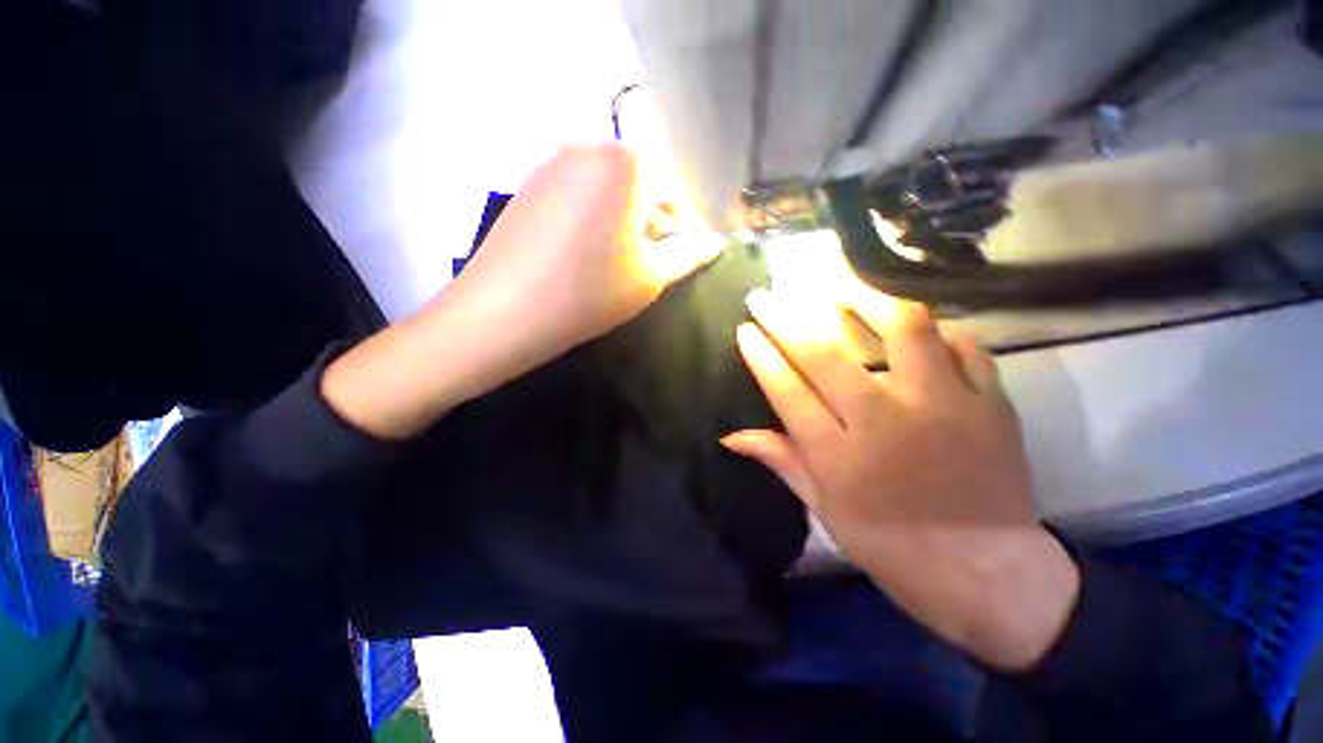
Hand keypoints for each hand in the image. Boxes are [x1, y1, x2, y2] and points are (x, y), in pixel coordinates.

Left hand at [323, 143, 721, 438]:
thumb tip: (716, 242)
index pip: (674, 184)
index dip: (679, 223)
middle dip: (650, 217)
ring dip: (620, 217)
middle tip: (643, 260)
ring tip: (610, 260)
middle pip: (639, 180)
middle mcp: (587, 146)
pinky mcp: (528, 183)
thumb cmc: (590, 293)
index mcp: (625, 162)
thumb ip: (688, 254)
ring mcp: (551, 162)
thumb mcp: (650, 277)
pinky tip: (579, 253)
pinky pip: (576, 192)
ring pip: (607, 186)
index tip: (671, 256)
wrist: (504, 312)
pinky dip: (589, 216)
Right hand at [723, 290, 1078, 670]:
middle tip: (764, 296)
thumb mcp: (825, 509)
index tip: (745, 328)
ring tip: (842, 291)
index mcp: (839, 456)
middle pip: (824, 353)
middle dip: (784, 317)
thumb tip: (730, 435)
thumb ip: (781, 461)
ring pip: (902, 330)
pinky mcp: (991, 404)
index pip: (786, 389)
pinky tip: (916, 332)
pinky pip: (965, 346)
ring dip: (865, 302)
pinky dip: (937, 332)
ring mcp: (943, 407)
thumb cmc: (892, 547)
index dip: (761, 354)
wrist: (988, 573)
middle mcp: (885, 422)